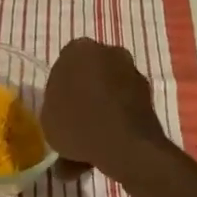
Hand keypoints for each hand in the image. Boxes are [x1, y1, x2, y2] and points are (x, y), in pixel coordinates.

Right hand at [40, 39, 170, 180]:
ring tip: (90, 145)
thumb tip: (63, 108)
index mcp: (79, 49)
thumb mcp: (47, 117)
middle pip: (90, 74)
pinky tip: (107, 147)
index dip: (60, 89)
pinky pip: (124, 106)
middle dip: (83, 95)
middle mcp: (109, 52)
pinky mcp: (149, 95)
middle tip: (73, 124)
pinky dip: (117, 121)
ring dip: (101, 110)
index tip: (58, 109)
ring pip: (109, 91)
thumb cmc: (79, 123)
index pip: (64, 64)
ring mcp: (132, 72)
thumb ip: (53, 105)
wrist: (127, 145)